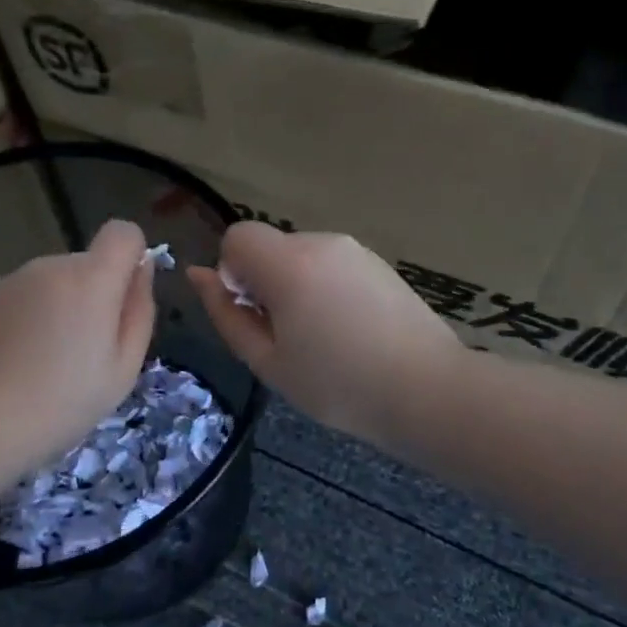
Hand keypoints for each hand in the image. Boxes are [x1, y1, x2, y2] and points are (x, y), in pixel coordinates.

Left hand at [0, 220, 155, 484]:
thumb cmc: (58, 404)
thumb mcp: (122, 370)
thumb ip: (139, 311)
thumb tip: (142, 270)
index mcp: (90, 279)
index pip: (123, 232)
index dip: (133, 257)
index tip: (125, 302)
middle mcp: (51, 266)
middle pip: (89, 264)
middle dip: (97, 297)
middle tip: (87, 356)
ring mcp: (13, 281)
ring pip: (57, 284)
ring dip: (63, 311)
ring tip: (49, 368)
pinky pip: (28, 299)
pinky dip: (33, 321)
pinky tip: (19, 366)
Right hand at [188, 223, 459, 448]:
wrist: (428, 390)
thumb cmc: (338, 385)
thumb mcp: (267, 361)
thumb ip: (226, 313)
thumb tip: (199, 274)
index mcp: (288, 263)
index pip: (237, 236)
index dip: (233, 273)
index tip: (255, 314)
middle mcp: (321, 242)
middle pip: (270, 247)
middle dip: (265, 282)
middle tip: (288, 338)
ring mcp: (355, 249)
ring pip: (301, 256)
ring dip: (296, 286)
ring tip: (324, 339)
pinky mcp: (379, 263)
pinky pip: (332, 265)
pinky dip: (325, 288)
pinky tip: (350, 331)